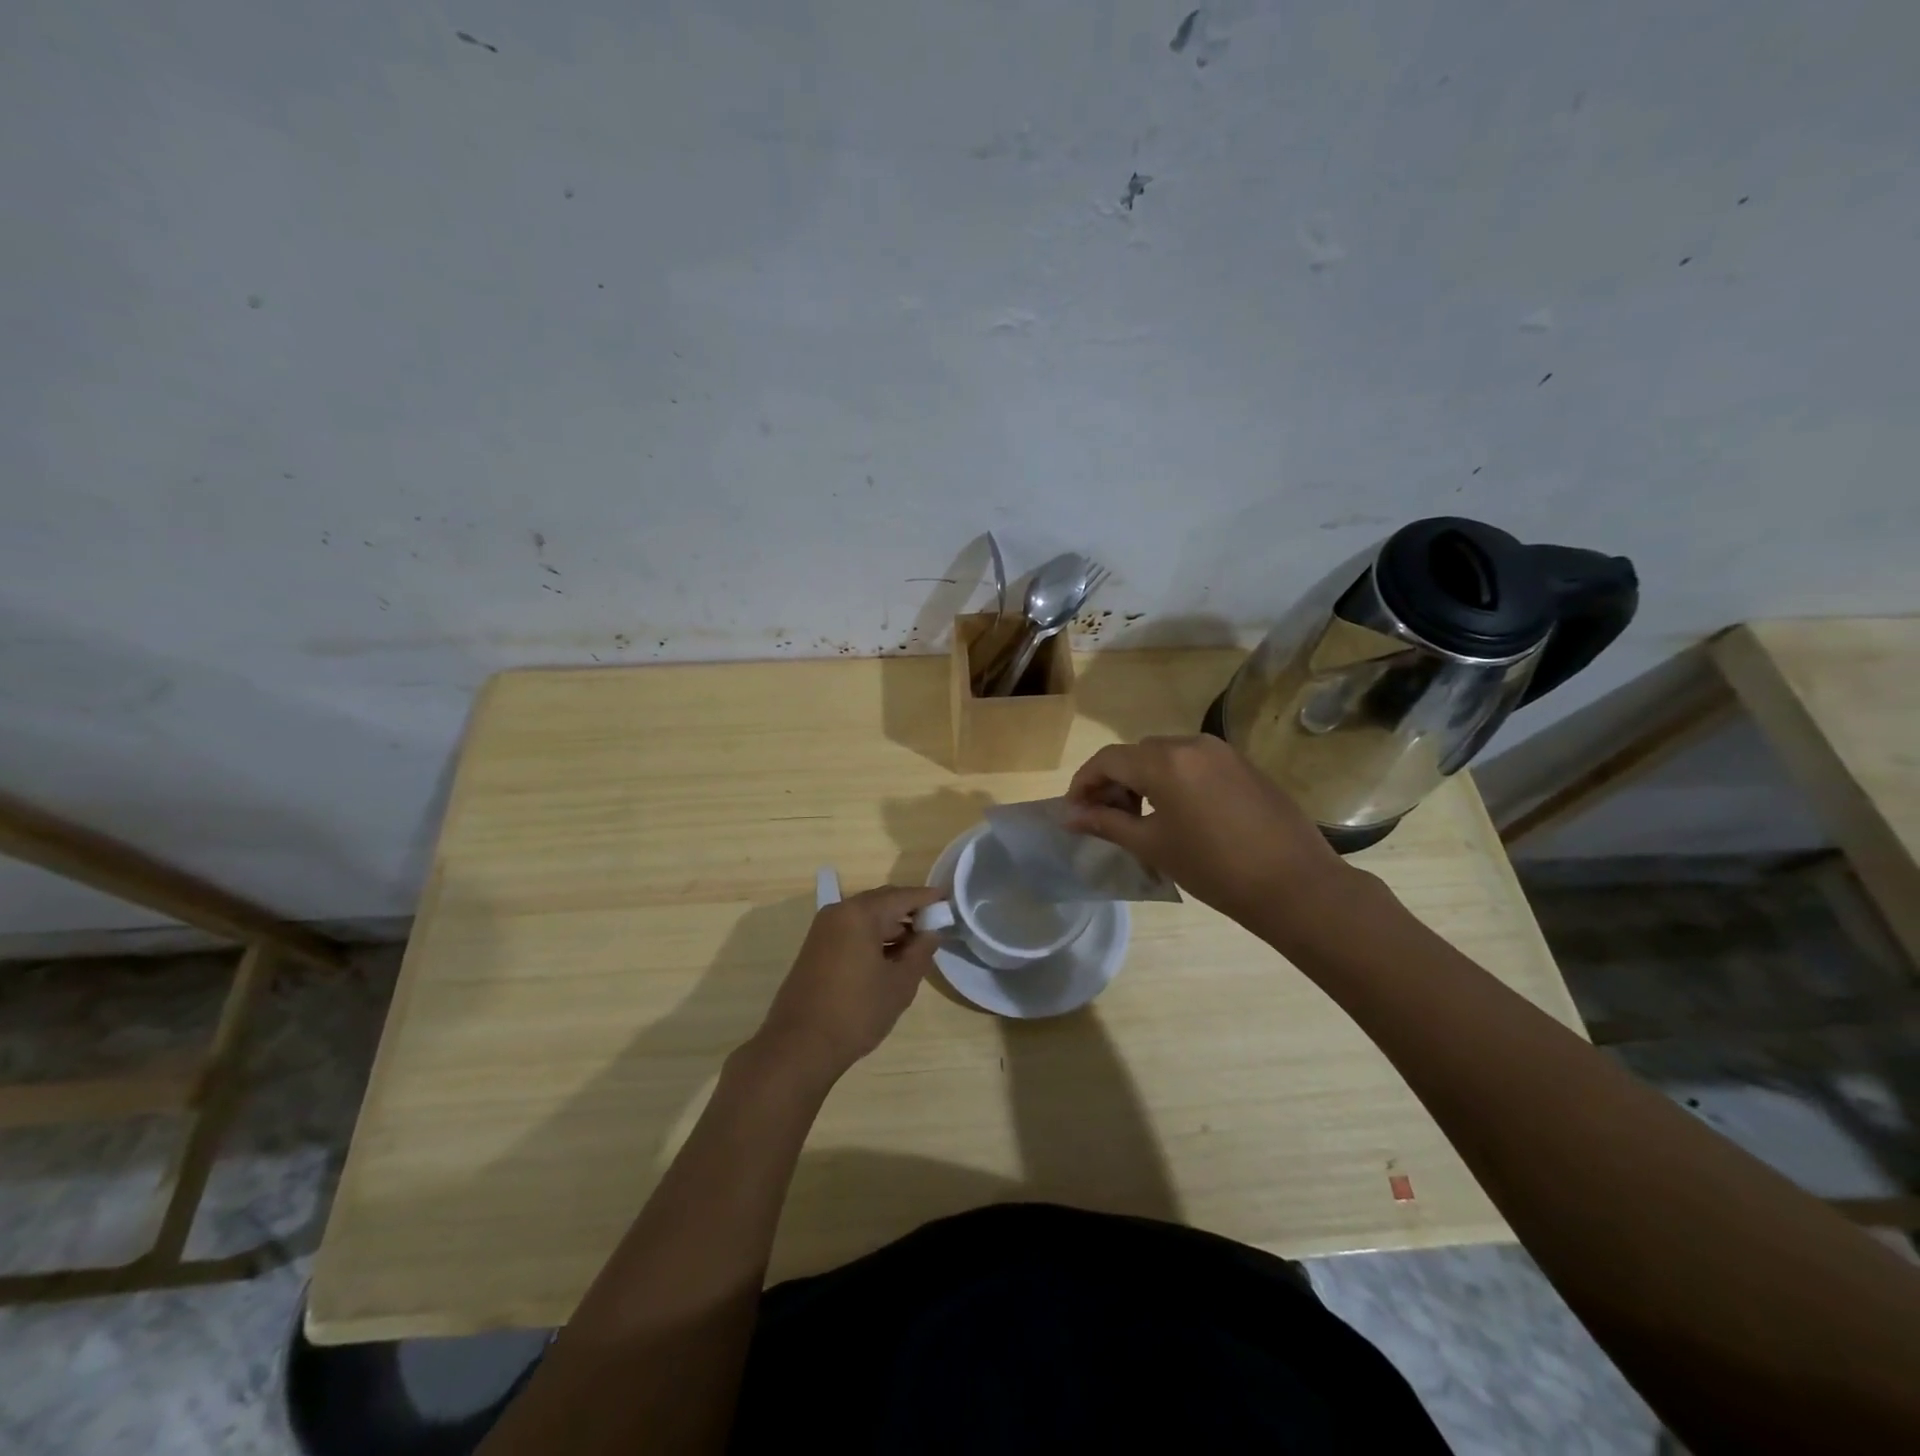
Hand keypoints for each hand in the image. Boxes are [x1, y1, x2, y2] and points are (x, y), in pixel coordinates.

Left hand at [752, 885, 943, 1080]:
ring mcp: (823, 929)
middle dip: (909, 911)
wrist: (800, 1046)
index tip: (949, 901)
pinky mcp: (815, 948)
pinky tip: (889, 957)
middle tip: (935, 925)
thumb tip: (931, 932)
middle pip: (882, 902)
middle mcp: (839, 912)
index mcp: (860, 914)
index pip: (902, 896)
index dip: (928, 898)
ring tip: (916, 946)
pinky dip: (872, 937)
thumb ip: (920, 952)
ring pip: (866, 917)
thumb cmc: (856, 1012)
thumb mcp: (900, 984)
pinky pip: (851, 930)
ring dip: (891, 926)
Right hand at [1065, 735, 1362, 945]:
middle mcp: (1191, 744)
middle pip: (1136, 754)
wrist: (1296, 885)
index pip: (1108, 760)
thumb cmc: (1214, 868)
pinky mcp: (1243, 764)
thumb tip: (1070, 816)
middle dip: (1114, 782)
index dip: (1084, 783)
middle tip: (1105, 819)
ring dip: (1143, 780)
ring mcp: (1222, 751)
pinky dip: (1174, 780)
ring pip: (1165, 756)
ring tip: (1140, 819)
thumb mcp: (1152, 846)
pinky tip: (1178, 814)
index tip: (1074, 812)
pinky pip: (1194, 763)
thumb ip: (1107, 824)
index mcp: (1164, 761)